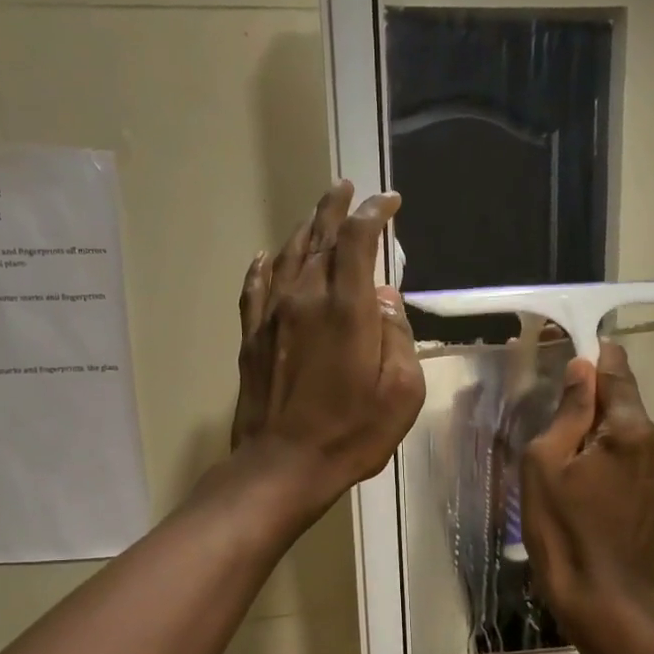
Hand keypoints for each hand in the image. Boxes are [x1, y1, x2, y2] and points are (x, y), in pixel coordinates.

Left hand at [230, 180, 424, 516]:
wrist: (284, 465)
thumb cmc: (353, 433)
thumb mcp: (402, 392)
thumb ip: (398, 337)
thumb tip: (387, 299)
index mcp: (348, 309)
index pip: (358, 240)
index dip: (374, 214)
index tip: (389, 203)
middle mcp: (306, 299)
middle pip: (319, 237)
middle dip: (335, 209)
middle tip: (346, 188)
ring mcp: (273, 316)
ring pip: (287, 256)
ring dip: (304, 230)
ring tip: (316, 215)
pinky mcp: (252, 338)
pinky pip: (255, 288)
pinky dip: (264, 266)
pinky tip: (267, 256)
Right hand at [519, 342, 653, 637]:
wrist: (603, 598)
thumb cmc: (561, 530)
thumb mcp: (545, 465)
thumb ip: (569, 411)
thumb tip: (584, 368)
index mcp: (632, 431)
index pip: (617, 374)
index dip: (599, 361)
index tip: (586, 351)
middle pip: (629, 413)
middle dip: (601, 421)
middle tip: (570, 449)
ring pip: (643, 445)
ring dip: (620, 451)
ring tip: (592, 486)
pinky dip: (634, 476)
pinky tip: (612, 505)